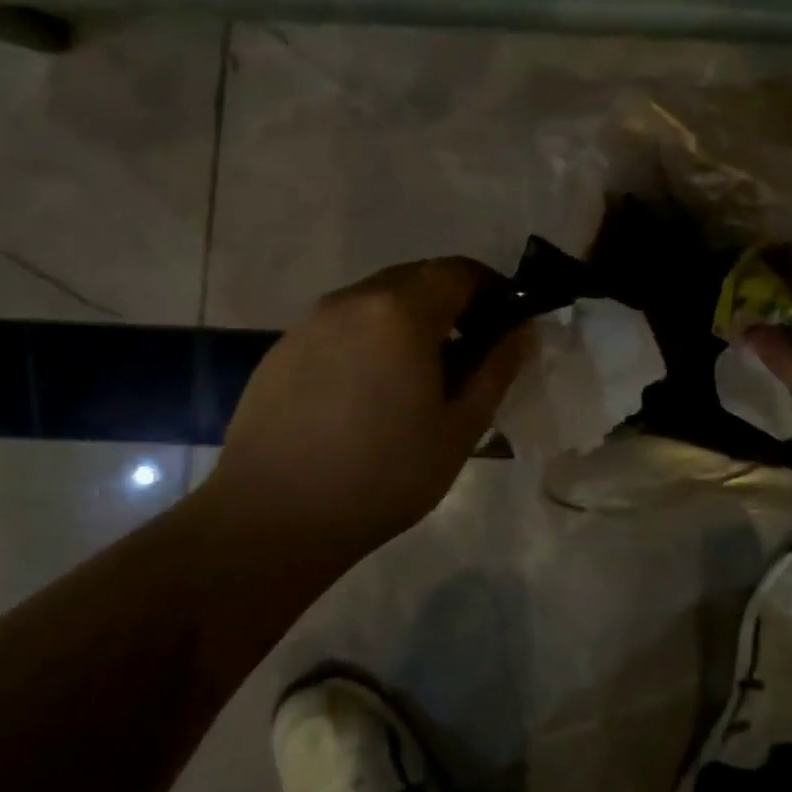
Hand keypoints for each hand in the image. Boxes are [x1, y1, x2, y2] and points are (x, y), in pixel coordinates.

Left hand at [188, 258, 529, 567]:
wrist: (269, 519)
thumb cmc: (381, 475)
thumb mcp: (459, 428)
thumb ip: (496, 369)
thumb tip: (522, 331)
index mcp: (401, 311)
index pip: (459, 271)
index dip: (492, 288)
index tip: (506, 322)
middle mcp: (354, 299)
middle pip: (417, 277)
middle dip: (452, 302)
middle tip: (470, 350)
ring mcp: (312, 320)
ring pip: (377, 299)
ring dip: (409, 318)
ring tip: (419, 373)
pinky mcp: (283, 347)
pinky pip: (342, 324)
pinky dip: (370, 337)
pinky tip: (368, 390)